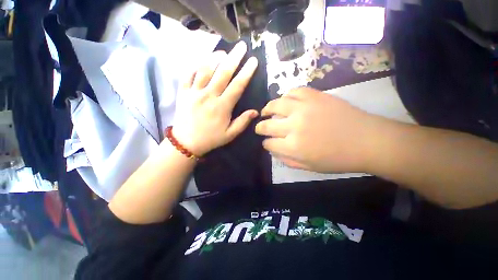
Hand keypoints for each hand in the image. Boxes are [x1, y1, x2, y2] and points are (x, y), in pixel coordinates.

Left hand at [171, 41, 258, 155]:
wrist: (186, 143)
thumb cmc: (211, 139)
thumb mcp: (230, 134)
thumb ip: (243, 122)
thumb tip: (256, 111)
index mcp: (222, 107)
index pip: (237, 86)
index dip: (246, 72)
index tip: (253, 61)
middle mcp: (209, 96)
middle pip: (223, 73)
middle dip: (234, 58)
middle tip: (241, 46)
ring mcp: (194, 92)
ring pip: (205, 70)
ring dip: (215, 58)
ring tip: (224, 51)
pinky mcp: (183, 92)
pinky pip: (188, 74)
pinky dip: (196, 65)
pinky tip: (203, 60)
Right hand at [255, 87, 376, 172]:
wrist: (366, 140)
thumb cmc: (337, 159)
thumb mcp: (308, 167)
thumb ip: (286, 160)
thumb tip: (272, 150)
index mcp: (293, 146)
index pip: (269, 143)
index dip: (265, 144)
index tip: (267, 143)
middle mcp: (294, 126)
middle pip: (267, 125)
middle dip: (260, 128)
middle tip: (260, 128)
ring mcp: (303, 108)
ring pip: (275, 105)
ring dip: (267, 109)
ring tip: (265, 111)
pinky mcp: (314, 96)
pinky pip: (293, 91)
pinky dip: (286, 96)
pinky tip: (285, 101)